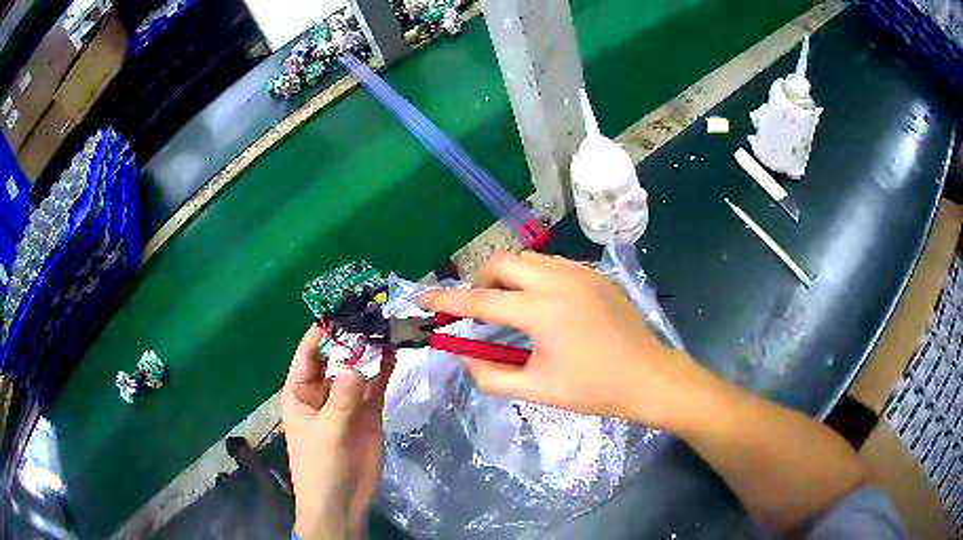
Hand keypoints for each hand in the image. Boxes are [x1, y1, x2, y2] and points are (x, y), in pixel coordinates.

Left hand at [281, 325, 394, 539]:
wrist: (342, 501)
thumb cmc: (320, 465)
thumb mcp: (327, 430)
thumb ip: (342, 398)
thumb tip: (356, 364)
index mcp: (300, 392)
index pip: (308, 354)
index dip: (322, 332)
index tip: (343, 311)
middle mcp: (323, 391)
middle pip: (336, 357)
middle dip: (351, 338)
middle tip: (373, 314)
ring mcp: (347, 402)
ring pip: (358, 370)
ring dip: (370, 352)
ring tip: (387, 327)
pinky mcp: (369, 414)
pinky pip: (376, 387)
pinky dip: (384, 371)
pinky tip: (394, 354)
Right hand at [420, 252, 708, 427]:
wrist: (649, 378)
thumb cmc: (594, 389)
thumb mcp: (538, 389)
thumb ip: (491, 374)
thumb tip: (461, 355)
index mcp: (542, 311)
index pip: (481, 301)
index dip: (447, 301)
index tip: (423, 299)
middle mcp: (559, 281)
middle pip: (503, 263)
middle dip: (480, 280)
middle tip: (478, 308)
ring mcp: (581, 273)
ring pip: (529, 259)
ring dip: (509, 276)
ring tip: (510, 306)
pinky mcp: (596, 275)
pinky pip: (554, 264)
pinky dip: (535, 276)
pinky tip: (543, 303)